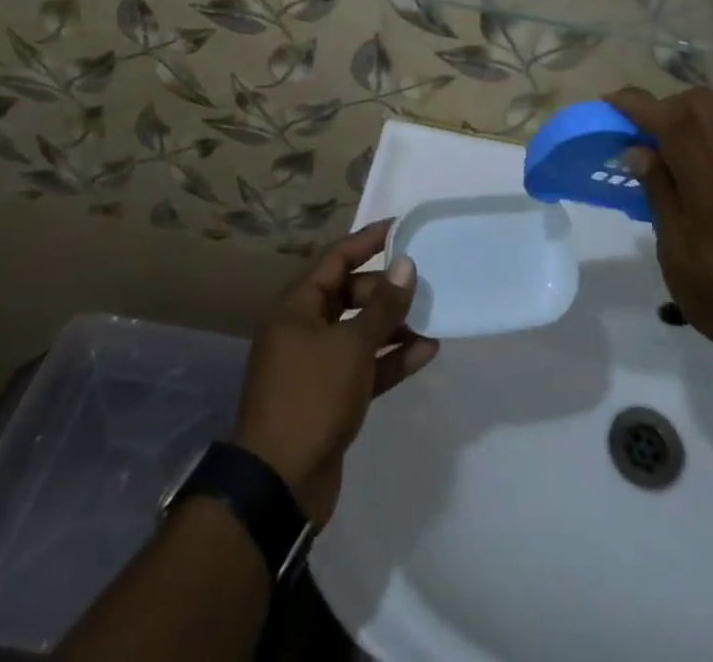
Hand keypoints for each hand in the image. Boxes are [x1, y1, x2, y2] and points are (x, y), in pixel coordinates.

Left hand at [233, 220, 438, 527]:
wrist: (279, 485)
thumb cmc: (311, 398)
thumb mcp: (351, 346)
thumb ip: (383, 306)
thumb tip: (406, 265)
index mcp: (297, 308)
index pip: (336, 259)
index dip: (368, 240)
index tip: (401, 227)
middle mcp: (303, 330)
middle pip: (350, 294)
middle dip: (386, 290)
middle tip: (423, 284)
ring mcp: (316, 365)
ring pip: (360, 332)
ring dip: (394, 326)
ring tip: (433, 318)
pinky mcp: (331, 397)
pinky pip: (365, 366)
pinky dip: (391, 358)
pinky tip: (426, 352)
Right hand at [608, 87, 712, 359]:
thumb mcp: (674, 251)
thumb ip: (658, 192)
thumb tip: (637, 148)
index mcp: (712, 189)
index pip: (676, 123)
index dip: (641, 104)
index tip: (613, 101)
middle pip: (702, 102)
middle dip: (666, 103)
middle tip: (645, 128)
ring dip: (696, 105)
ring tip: (675, 131)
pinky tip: (702, 145)